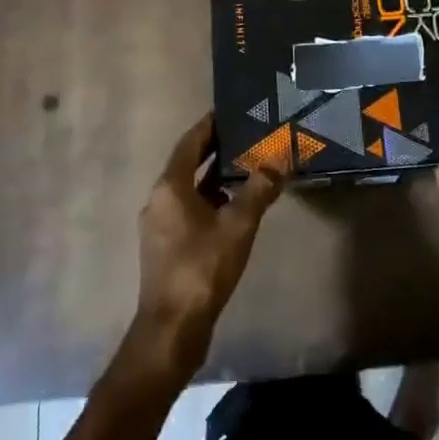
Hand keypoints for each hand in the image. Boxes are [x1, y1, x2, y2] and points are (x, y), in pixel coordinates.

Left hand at [130, 114, 282, 379]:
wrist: (173, 328)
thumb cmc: (202, 268)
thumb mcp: (238, 226)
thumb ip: (258, 191)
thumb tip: (278, 162)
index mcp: (170, 187)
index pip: (190, 143)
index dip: (210, 125)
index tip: (230, 111)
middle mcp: (160, 200)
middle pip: (189, 164)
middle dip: (216, 150)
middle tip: (246, 136)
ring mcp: (160, 225)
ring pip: (190, 190)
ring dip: (215, 178)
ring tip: (248, 168)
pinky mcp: (167, 247)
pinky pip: (190, 211)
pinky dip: (211, 201)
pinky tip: (235, 207)